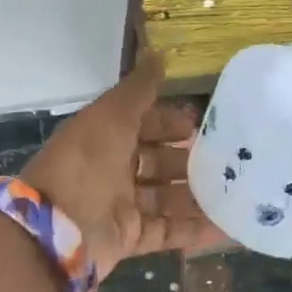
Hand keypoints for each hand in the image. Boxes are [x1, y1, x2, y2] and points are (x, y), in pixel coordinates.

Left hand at [20, 51, 221, 278]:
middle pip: (158, 161)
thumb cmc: (85, 163)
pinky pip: (168, 231)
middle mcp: (112, 170)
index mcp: (104, 137)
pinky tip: (227, 227)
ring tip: (236, 192)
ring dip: (198, 195)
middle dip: (190, 159)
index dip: (170, 121)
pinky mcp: (130, 238)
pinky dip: (194, 231)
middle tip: (228, 159)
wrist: (56, 231)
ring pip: (166, 197)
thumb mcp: (112, 116)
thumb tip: (158, 53)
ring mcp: (121, 206)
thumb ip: (139, 89)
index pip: (143, 124)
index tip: (203, 123)